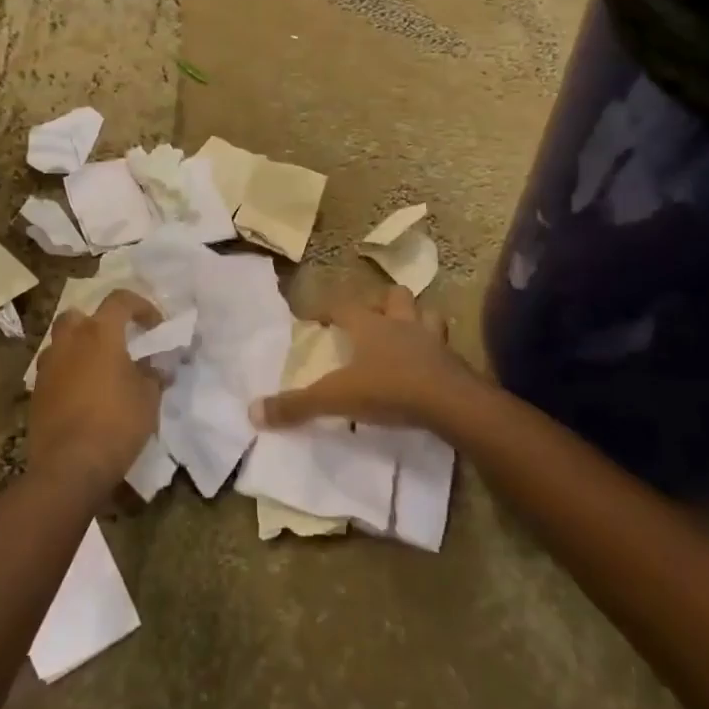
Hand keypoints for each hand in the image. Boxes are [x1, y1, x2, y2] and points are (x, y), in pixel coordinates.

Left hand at [30, 289, 162, 493]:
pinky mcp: (36, 393)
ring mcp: (48, 367)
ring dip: (79, 349)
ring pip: (61, 343)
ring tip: (99, 371)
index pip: (120, 300)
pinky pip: (54, 371)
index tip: (155, 326)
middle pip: (79, 315)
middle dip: (97, 323)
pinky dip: (68, 374)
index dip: (141, 306)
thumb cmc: (116, 423)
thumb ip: (154, 374)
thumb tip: (158, 366)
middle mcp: (69, 341)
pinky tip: (83, 396)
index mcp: (99, 333)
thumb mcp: (149, 398)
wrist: (69, 467)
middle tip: (116, 342)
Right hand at [249, 285, 480, 433]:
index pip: (342, 305)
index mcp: (370, 326)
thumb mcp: (336, 398)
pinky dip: (438, 351)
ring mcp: (433, 340)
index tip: (315, 316)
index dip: (327, 309)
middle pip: (394, 297)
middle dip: (383, 303)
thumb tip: (253, 412)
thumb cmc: (390, 390)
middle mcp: (402, 324)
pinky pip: (446, 347)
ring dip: (417, 319)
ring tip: (407, 333)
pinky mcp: (455, 362)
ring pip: (427, 315)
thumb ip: (297, 405)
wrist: (451, 403)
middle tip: (372, 318)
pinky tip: (432, 364)